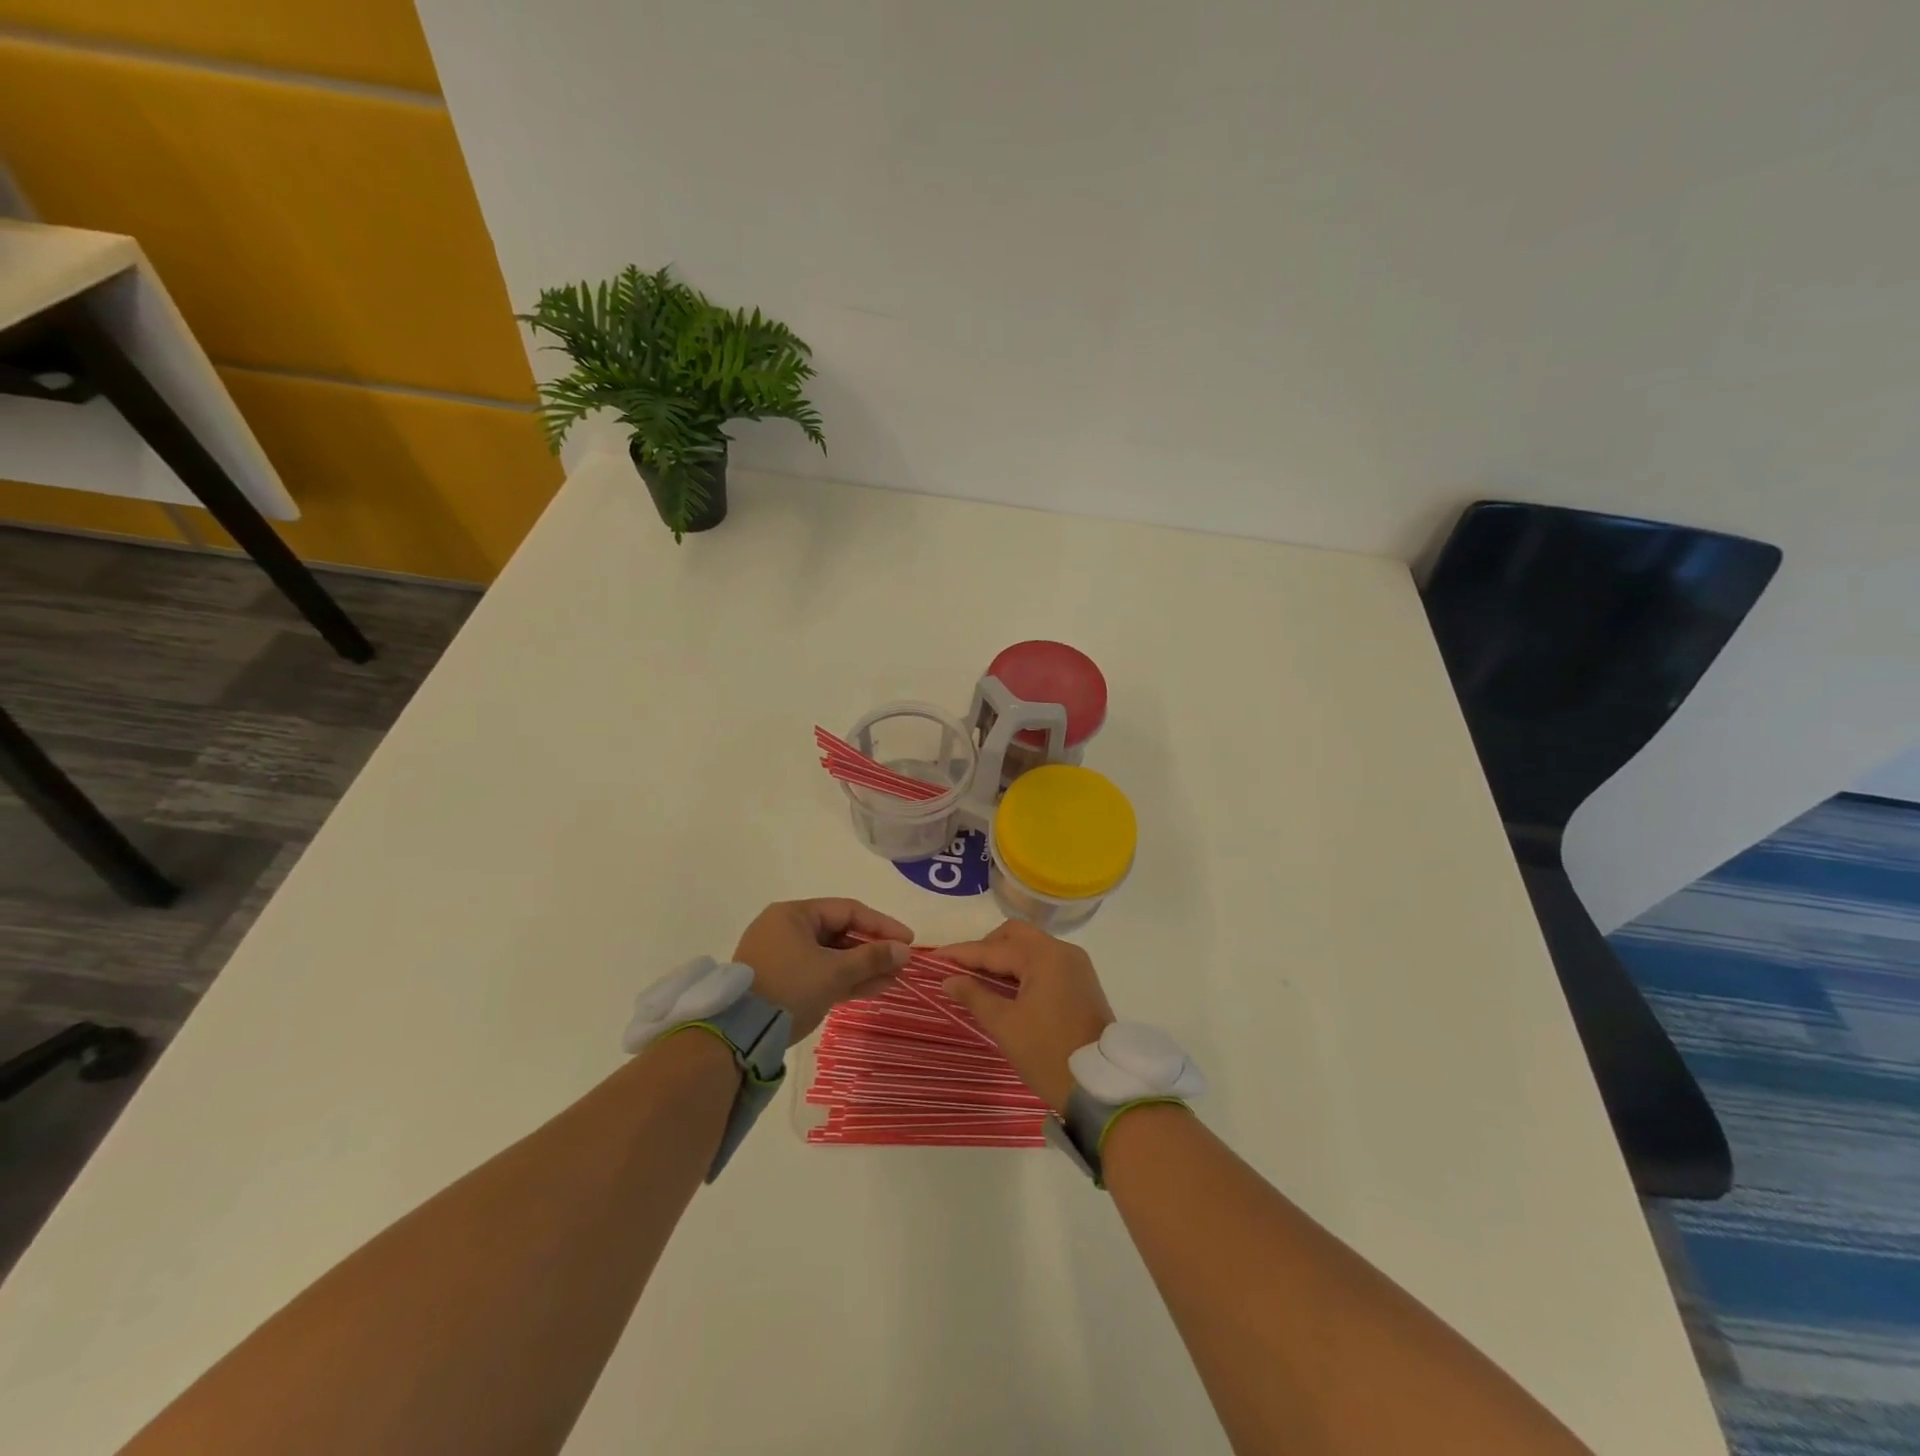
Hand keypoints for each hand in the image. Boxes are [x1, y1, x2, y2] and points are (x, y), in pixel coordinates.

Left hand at [733, 899, 912, 1039]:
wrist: (738, 1036)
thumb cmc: (788, 988)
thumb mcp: (833, 972)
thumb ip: (871, 958)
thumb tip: (904, 950)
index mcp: (793, 915)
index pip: (847, 910)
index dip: (881, 924)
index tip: (907, 940)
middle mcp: (786, 930)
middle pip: (840, 933)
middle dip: (873, 950)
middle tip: (902, 962)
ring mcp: (783, 958)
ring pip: (832, 957)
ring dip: (863, 967)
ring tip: (894, 979)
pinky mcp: (783, 982)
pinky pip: (821, 974)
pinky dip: (845, 980)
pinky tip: (874, 988)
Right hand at [936, 921, 1115, 1113]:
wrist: (1100, 1085)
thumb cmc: (1047, 1053)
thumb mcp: (1005, 1026)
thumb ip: (975, 995)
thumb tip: (949, 979)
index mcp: (1043, 956)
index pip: (993, 948)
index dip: (961, 953)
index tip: (935, 958)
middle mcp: (1062, 950)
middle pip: (1015, 935)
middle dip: (986, 948)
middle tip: (961, 969)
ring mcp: (1075, 964)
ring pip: (1031, 946)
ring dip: (1005, 957)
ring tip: (980, 979)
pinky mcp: (1082, 980)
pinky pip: (1045, 961)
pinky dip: (1023, 967)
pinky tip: (1008, 987)